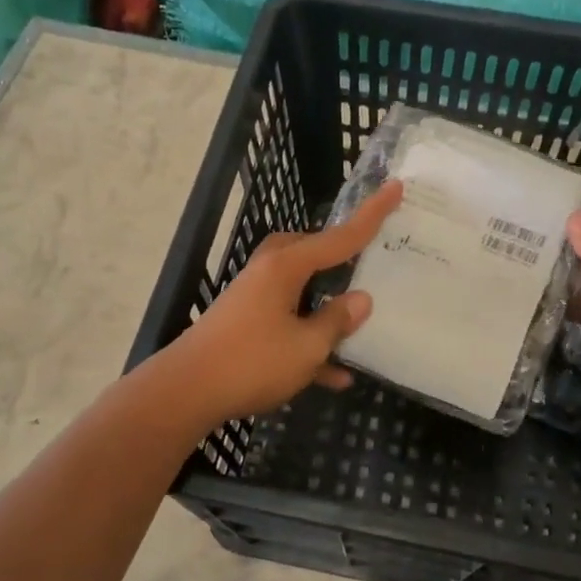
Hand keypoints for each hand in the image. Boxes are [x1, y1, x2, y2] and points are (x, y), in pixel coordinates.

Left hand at [166, 182, 402, 424]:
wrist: (185, 393)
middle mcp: (269, 274)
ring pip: (301, 292)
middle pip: (311, 255)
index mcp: (286, 267)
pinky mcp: (246, 327)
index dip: (371, 216)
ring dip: (326, 309)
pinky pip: (288, 326)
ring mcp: (254, 300)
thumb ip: (337, 321)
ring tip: (355, 324)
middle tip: (364, 262)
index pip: (340, 237)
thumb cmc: (252, 362)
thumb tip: (361, 300)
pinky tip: (335, 376)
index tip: (395, 187)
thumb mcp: (307, 346)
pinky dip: (309, 343)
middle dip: (338, 258)